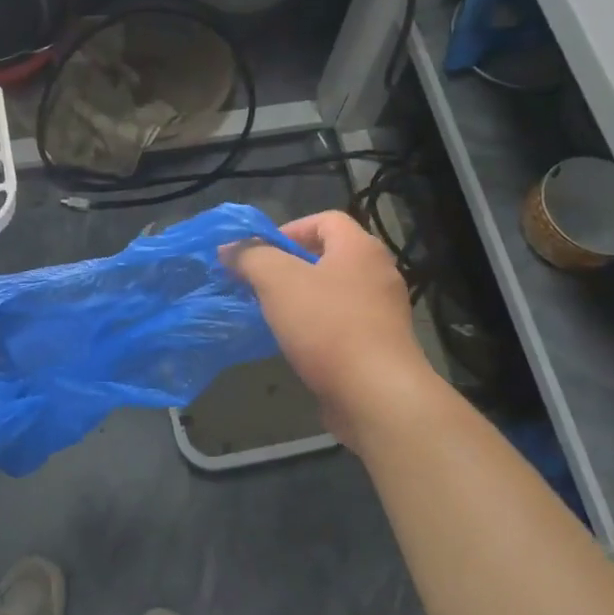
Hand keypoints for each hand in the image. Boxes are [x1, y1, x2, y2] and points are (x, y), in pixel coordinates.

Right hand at [228, 210, 430, 452]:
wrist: (376, 394)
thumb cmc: (328, 326)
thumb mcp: (277, 281)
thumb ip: (251, 257)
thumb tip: (230, 248)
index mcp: (360, 248)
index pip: (325, 219)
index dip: (289, 230)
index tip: (260, 254)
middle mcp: (378, 273)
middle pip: (329, 256)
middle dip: (291, 267)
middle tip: (261, 284)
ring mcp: (384, 311)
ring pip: (335, 292)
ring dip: (303, 299)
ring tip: (274, 315)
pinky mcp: (382, 345)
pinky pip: (344, 323)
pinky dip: (319, 327)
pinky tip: (298, 344)